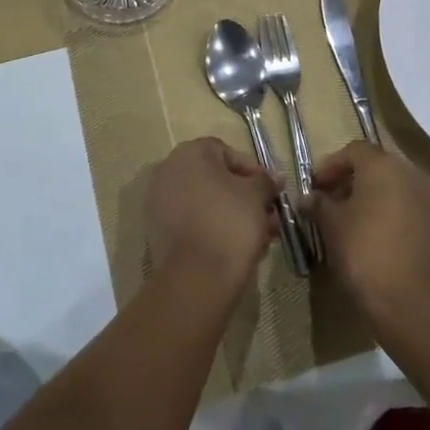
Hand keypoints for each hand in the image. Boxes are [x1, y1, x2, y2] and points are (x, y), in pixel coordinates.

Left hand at [145, 137, 277, 291]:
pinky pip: (192, 222)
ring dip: (232, 214)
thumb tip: (272, 178)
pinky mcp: (157, 231)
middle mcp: (168, 171)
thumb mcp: (257, 195)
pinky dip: (212, 229)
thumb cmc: (230, 223)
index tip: (271, 192)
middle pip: (215, 179)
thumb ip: (265, 181)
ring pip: (204, 203)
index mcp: (189, 153)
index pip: (227, 152)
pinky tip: (236, 248)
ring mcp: (158, 202)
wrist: (196, 277)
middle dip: (244, 197)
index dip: (253, 171)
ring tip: (259, 236)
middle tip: (267, 216)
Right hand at [313, 143, 429, 321]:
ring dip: (371, 196)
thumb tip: (310, 198)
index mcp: (383, 166)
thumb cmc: (363, 253)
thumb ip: (318, 204)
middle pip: (376, 166)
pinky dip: (389, 212)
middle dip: (351, 179)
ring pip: (394, 187)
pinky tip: (374, 236)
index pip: (354, 150)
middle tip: (330, 201)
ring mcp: (429, 200)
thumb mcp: (331, 225)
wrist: (410, 302)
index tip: (315, 187)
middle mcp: (411, 175)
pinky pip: (408, 207)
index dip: (331, 165)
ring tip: (350, 220)